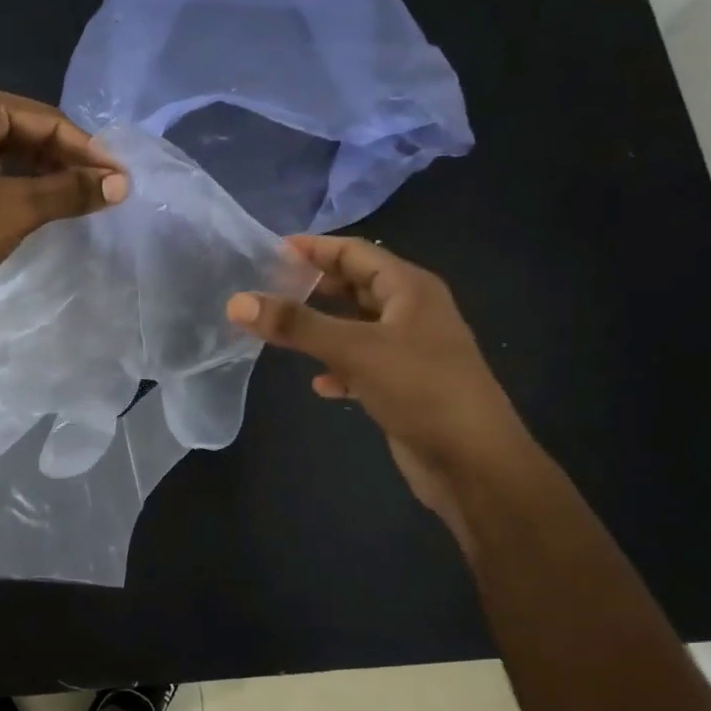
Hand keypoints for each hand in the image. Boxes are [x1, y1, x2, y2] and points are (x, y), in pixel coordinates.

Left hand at [0, 81, 127, 307]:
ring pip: (7, 150)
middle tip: (105, 189)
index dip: (87, 150)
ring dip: (44, 173)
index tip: (120, 177)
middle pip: (26, 131)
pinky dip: (17, 182)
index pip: (45, 120)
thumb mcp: (17, 208)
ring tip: (81, 198)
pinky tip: (43, 201)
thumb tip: (121, 185)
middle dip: (66, 161)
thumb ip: (71, 191)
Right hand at [226, 236, 532, 530]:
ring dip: (322, 327)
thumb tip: (237, 301)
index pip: (356, 252)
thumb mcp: (354, 349)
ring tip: (281, 329)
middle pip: (356, 286)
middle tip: (269, 288)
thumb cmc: (420, 390)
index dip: (314, 248)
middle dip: (315, 286)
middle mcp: (413, 312)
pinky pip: (362, 364)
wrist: (474, 462)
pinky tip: (319, 384)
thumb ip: (296, 324)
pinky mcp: (405, 385)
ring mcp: (410, 350)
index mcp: (410, 288)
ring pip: (356, 326)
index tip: (270, 251)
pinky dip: (338, 368)